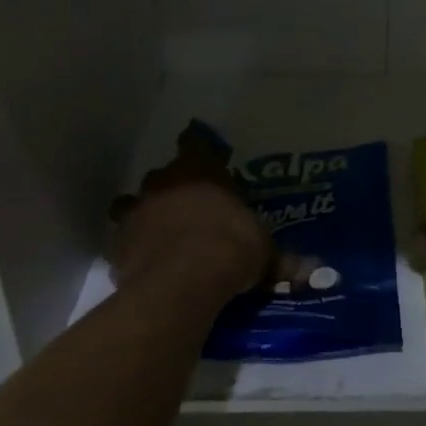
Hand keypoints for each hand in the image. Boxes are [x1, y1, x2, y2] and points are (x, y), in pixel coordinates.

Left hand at [110, 123, 270, 296]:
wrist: (183, 283)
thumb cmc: (231, 246)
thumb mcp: (263, 251)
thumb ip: (277, 257)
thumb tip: (309, 270)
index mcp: (200, 169)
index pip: (194, 142)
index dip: (197, 148)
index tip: (202, 156)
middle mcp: (164, 182)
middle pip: (163, 175)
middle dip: (173, 189)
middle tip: (191, 208)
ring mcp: (136, 212)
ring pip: (133, 205)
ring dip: (145, 216)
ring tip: (160, 236)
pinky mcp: (116, 246)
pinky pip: (123, 243)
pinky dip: (131, 251)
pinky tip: (145, 266)